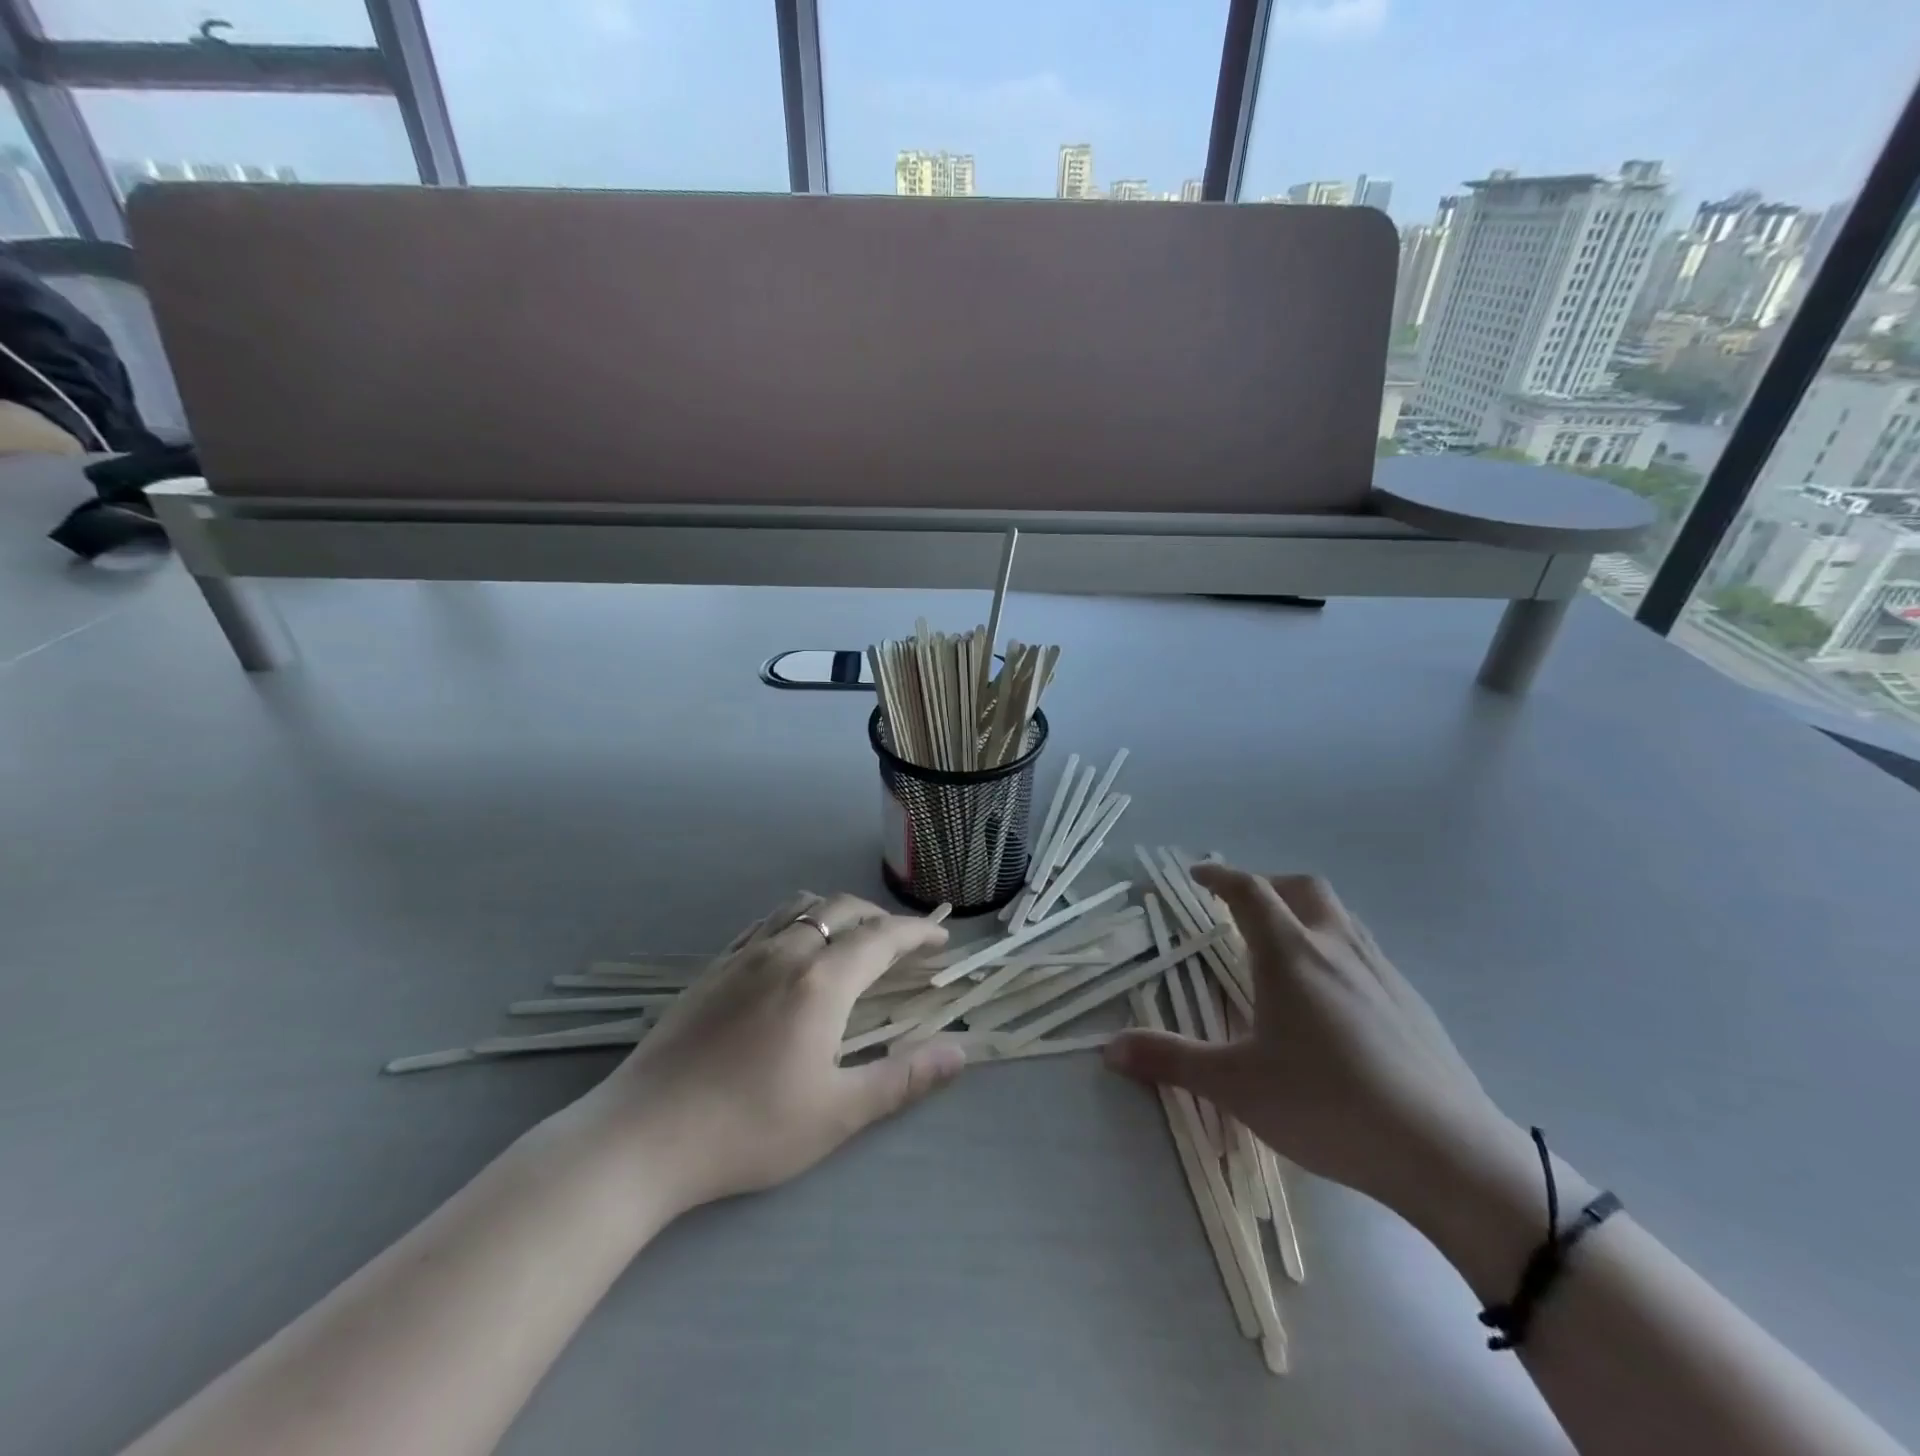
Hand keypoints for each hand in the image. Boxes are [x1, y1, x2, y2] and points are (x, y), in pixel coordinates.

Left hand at [588, 892, 965, 1213]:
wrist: (642, 1136)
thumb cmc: (748, 1129)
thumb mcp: (837, 1114)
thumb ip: (903, 1078)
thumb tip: (959, 1052)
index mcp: (821, 980)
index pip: (882, 937)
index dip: (917, 932)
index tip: (941, 938)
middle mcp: (785, 951)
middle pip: (843, 910)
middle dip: (881, 918)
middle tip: (903, 943)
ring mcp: (743, 955)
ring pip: (802, 907)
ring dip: (838, 913)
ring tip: (853, 939)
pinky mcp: (713, 968)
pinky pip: (766, 922)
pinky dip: (798, 920)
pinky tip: (794, 948)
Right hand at [1104, 865, 1517, 1223]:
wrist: (1447, 1154)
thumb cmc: (1328, 1105)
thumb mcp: (1236, 1085)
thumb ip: (1171, 1060)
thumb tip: (1108, 1049)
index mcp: (1290, 954)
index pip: (1250, 892)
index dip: (1220, 876)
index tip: (1198, 873)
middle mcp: (1336, 948)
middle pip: (1302, 888)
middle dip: (1268, 886)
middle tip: (1241, 906)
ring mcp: (1382, 972)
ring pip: (1339, 917)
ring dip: (1306, 913)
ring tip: (1283, 947)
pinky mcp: (1413, 1003)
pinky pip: (1365, 952)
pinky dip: (1336, 949)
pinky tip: (1332, 998)